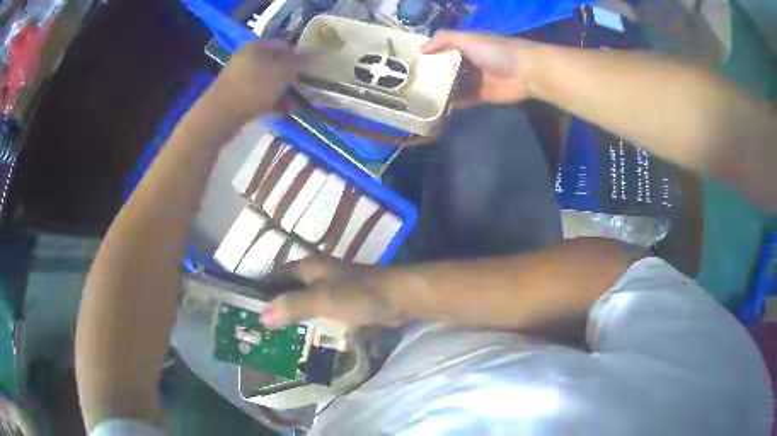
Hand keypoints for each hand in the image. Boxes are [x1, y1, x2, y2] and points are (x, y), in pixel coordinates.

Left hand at [204, 40, 310, 122]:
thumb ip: (299, 62)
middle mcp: (247, 58)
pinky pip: (258, 95)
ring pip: (268, 81)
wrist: (219, 116)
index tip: (312, 68)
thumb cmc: (253, 88)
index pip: (285, 44)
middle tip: (305, 86)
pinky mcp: (236, 96)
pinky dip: (270, 102)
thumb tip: (319, 52)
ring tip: (296, 104)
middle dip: (291, 76)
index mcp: (257, 46)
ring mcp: (240, 77)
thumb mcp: (281, 72)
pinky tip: (282, 113)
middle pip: (276, 63)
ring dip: (283, 91)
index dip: (300, 54)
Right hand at [260, 258, 406, 328]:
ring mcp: (334, 288)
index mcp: (309, 267)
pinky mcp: (347, 302)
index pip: (277, 274)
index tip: (247, 306)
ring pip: (306, 301)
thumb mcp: (321, 299)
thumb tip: (261, 316)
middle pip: (290, 288)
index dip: (262, 287)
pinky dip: (312, 321)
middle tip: (261, 327)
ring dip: (294, 314)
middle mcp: (319, 274)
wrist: (399, 298)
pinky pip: (322, 311)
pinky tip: (307, 336)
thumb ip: (292, 306)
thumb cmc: (358, 294)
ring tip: (279, 336)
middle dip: (277, 304)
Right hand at [422, 31, 536, 106]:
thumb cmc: (495, 51)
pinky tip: (440, 107)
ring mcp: (477, 80)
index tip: (413, 61)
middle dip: (434, 74)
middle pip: (448, 68)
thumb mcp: (467, 39)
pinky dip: (455, 103)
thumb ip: (444, 39)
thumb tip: (422, 49)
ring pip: (456, 85)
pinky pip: (466, 99)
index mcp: (467, 46)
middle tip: (413, 82)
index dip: (431, 53)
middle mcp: (471, 62)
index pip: (444, 49)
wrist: (525, 72)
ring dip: (443, 90)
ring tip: (422, 97)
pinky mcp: (483, 95)